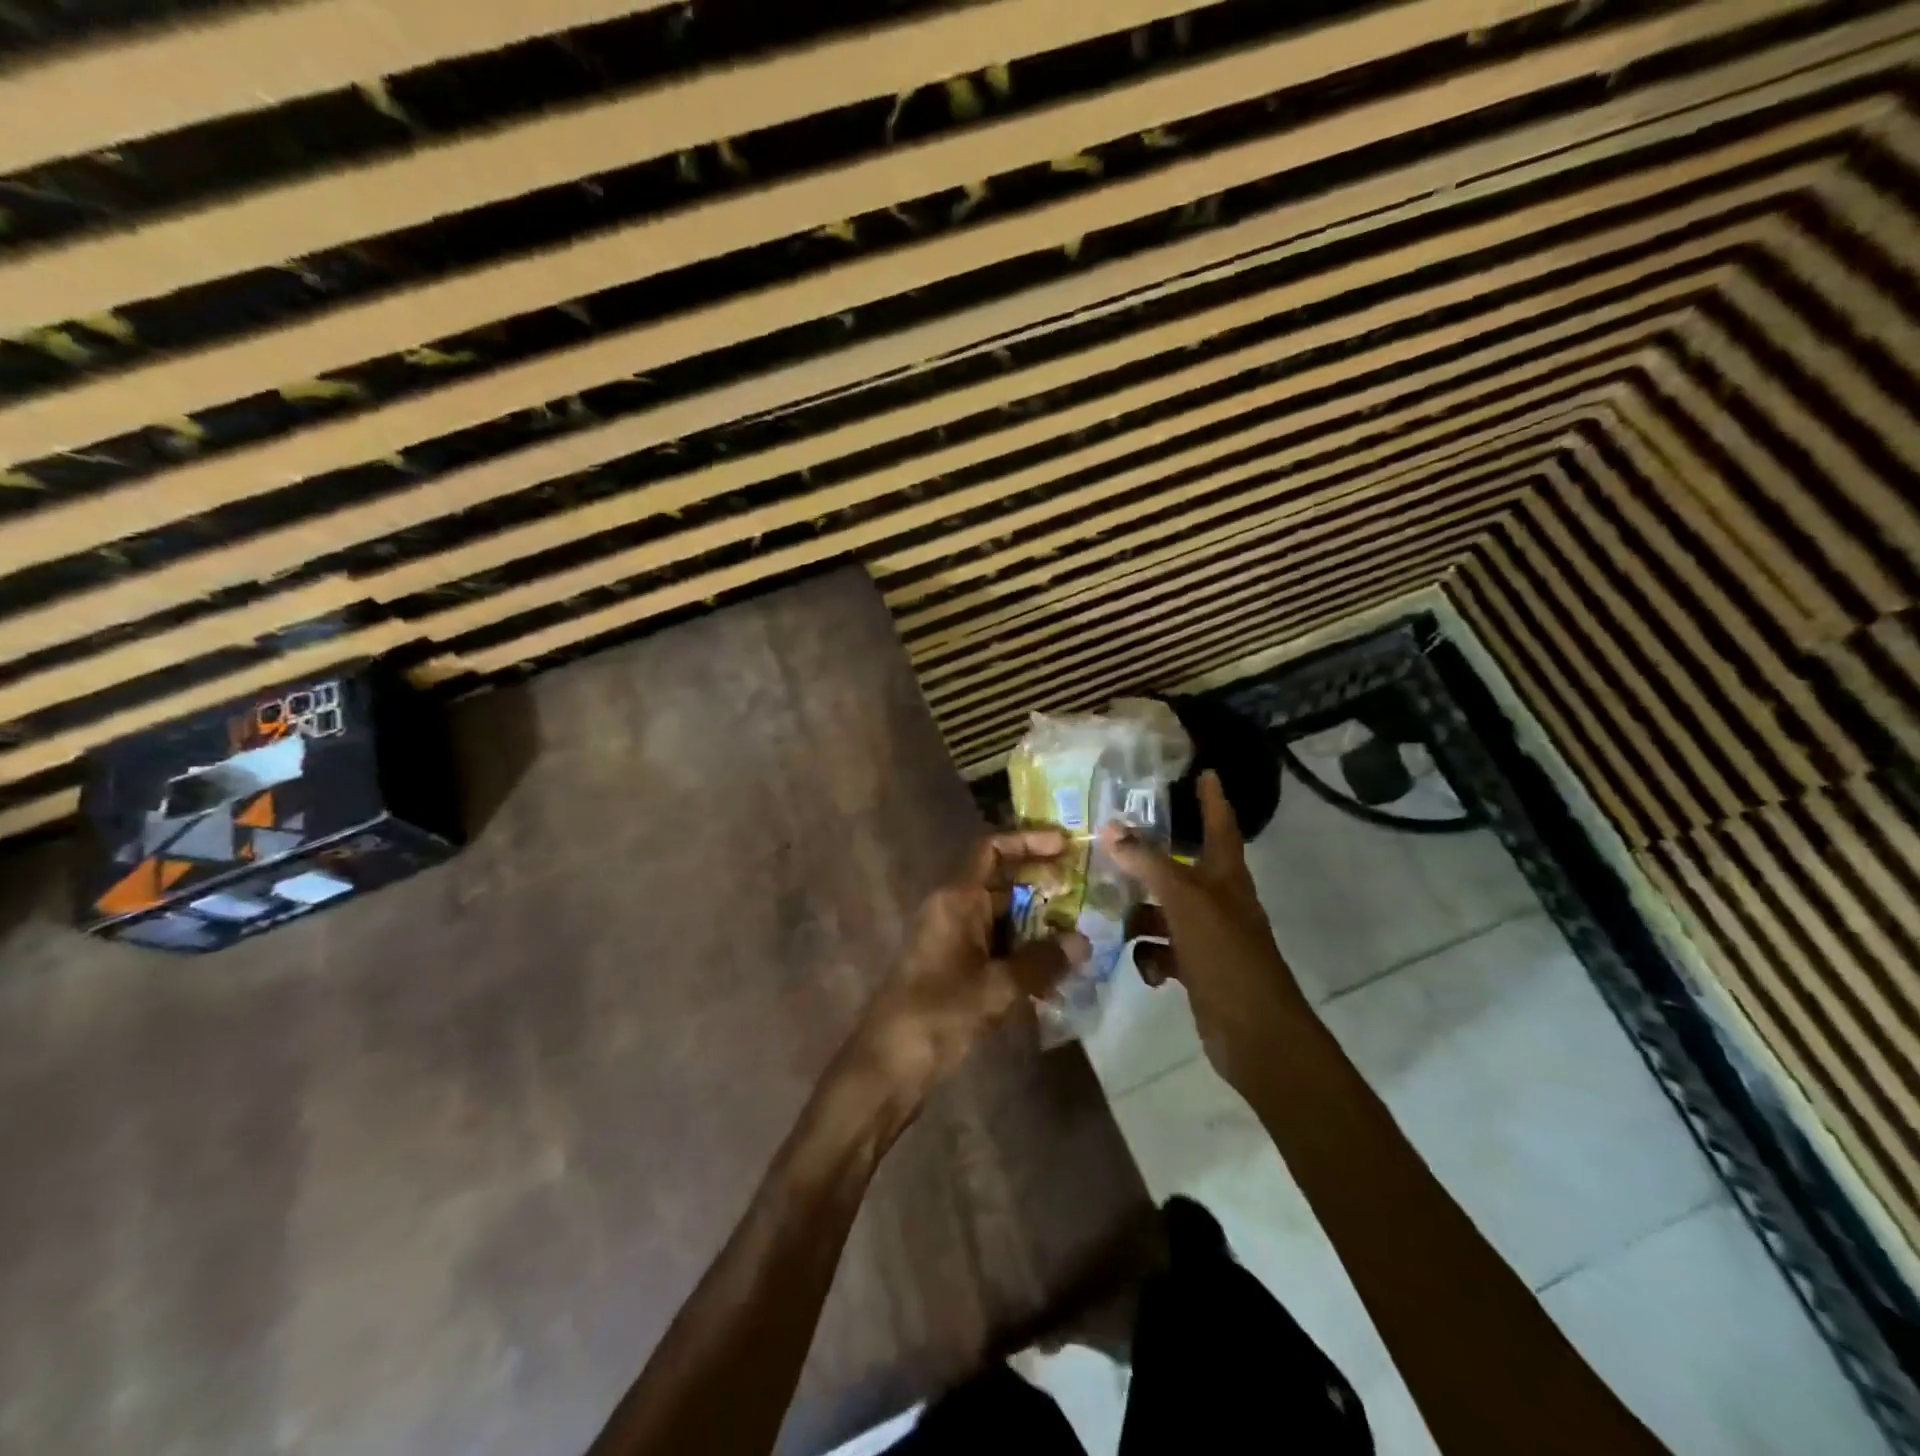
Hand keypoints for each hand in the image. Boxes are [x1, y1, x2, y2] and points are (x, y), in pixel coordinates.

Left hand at [846, 828, 1088, 1107]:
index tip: (1066, 845)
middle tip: (1087, 895)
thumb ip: (1041, 962)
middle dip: (1043, 888)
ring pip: (1002, 920)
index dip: (1028, 842)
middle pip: (1002, 885)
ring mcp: (951, 941)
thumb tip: (1082, 942)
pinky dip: (1023, 954)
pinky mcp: (954, 970)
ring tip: (1081, 936)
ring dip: (1038, 926)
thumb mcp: (996, 987)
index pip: (991, 851)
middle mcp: (952, 911)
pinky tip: (1055, 973)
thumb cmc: (938, 1014)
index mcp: (955, 900)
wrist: (887, 1066)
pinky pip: (995, 949)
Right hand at [1102, 771, 1309, 1090]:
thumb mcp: (1184, 902)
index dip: (1212, 798)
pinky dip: (1150, 956)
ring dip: (1139, 914)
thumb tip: (1110, 829)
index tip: (1205, 771)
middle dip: (1148, 861)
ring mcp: (1207, 936)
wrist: (1255, 1033)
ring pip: (1164, 912)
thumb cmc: (1226, 956)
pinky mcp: (1196, 969)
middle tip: (1111, 845)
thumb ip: (1148, 864)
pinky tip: (1144, 969)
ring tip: (1110, 915)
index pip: (1220, 825)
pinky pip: (1163, 951)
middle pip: (1179, 869)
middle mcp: (1218, 900)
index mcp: (1226, 877)